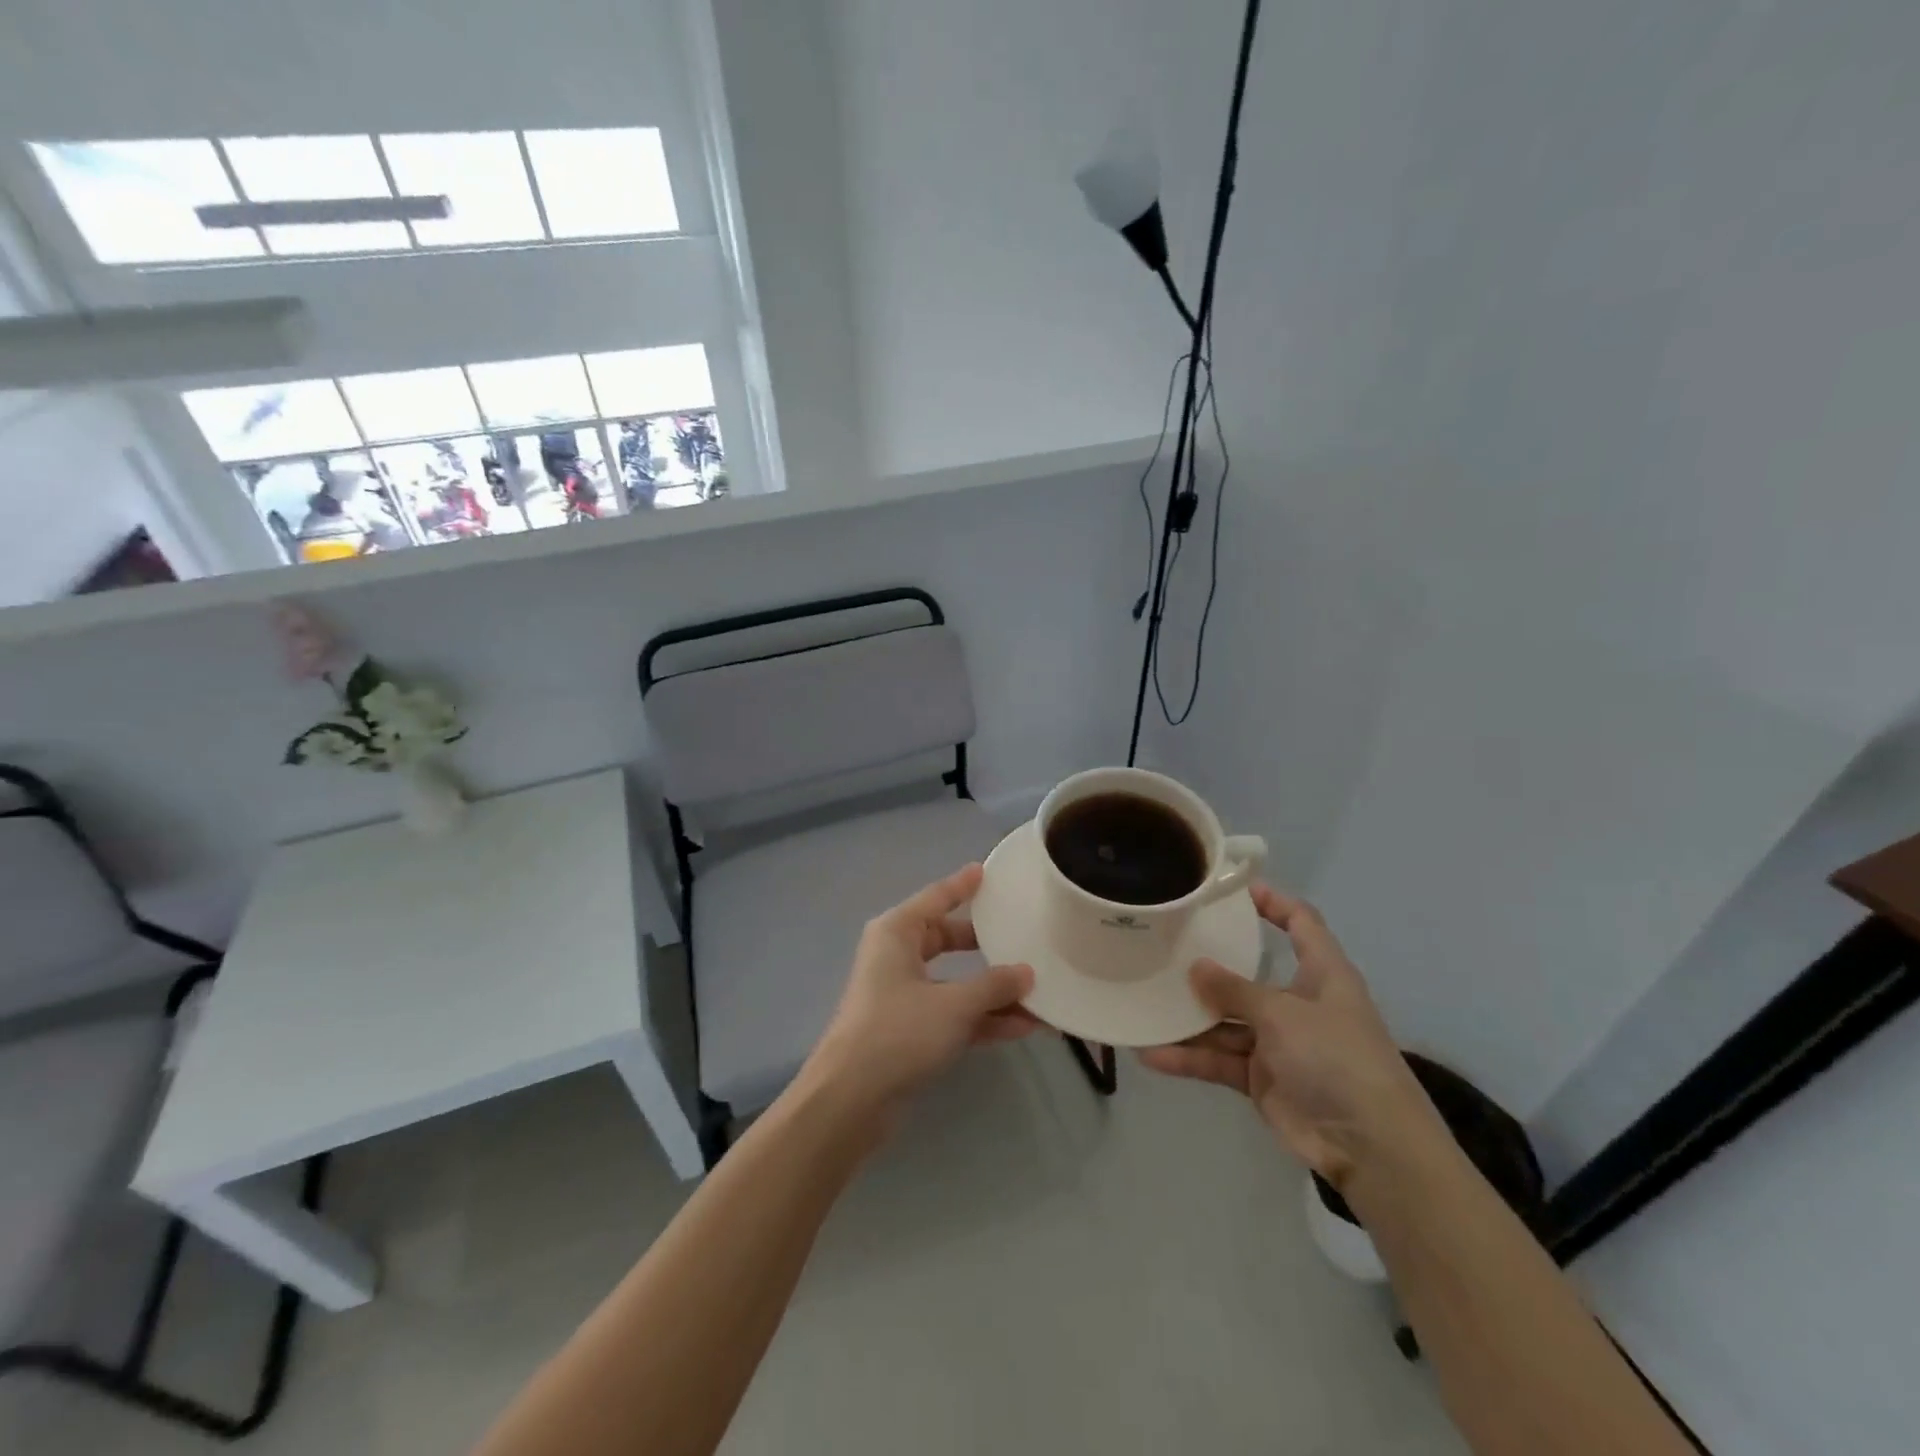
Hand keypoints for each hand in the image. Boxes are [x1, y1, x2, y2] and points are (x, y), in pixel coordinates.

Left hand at [804, 864, 1039, 1123]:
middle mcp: (898, 957)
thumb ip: (994, 986)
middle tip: (1021, 932)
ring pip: (956, 981)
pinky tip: (1025, 1027)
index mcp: (897, 933)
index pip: (936, 898)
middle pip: (948, 938)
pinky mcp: (910, 1031)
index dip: (962, 885)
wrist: (851, 1100)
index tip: (987, 872)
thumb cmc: (898, 1032)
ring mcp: (903, 996)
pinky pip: (954, 1014)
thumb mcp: (954, 1005)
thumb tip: (1027, 973)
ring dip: (993, 990)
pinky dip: (983, 1019)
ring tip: (1039, 990)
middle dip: (986, 943)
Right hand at [1139, 885, 1440, 1190]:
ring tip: (1145, 1003)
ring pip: (1226, 1021)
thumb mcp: (1283, 1014)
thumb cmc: (1336, 1058)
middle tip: (1165, 945)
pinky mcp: (1261, 1078)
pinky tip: (1151, 1053)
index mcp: (1322, 974)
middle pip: (1249, 974)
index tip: (1234, 889)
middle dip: (1210, 964)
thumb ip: (1235, 990)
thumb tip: (1195, 968)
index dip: (1274, 902)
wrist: (1369, 1146)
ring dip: (1189, 1018)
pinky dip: (1189, 1058)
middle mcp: (1298, 1003)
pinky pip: (1219, 1059)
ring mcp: (1278, 1042)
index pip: (1301, 923)